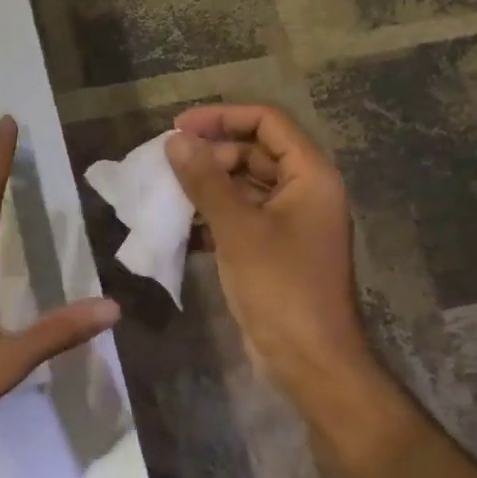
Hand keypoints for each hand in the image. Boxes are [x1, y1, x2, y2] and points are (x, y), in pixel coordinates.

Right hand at [166, 105, 374, 402]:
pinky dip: (213, 219)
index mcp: (310, 176)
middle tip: (167, 166)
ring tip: (166, 194)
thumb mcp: (238, 229)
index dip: (222, 118)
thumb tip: (175, 141)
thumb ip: (206, 181)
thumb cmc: (281, 288)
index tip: (178, 127)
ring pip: (244, 188)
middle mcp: (304, 192)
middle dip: (210, 156)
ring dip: (207, 188)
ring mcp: (290, 224)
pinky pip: (241, 219)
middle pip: (254, 153)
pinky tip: (181, 229)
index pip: (267, 123)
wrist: (310, 360)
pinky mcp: (274, 251)